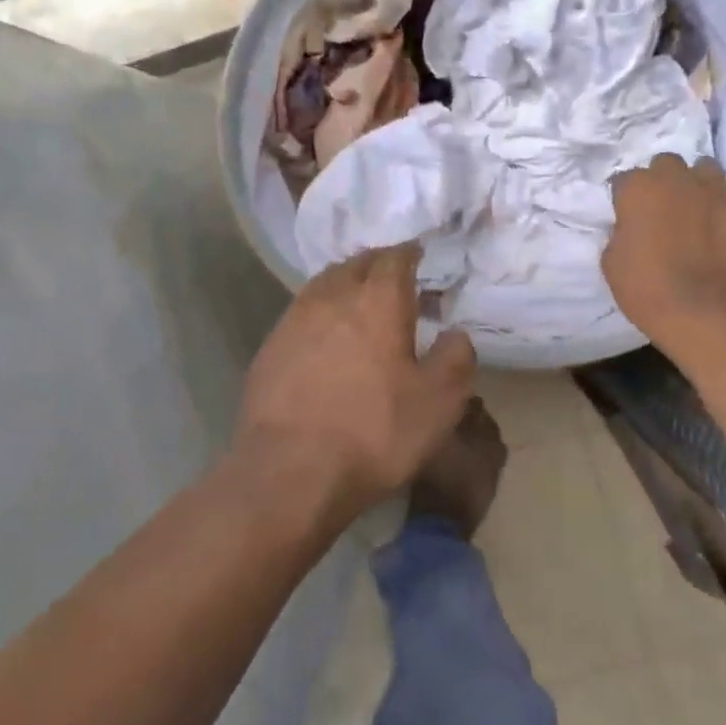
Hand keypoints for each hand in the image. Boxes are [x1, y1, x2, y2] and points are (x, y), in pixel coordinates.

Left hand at [234, 245, 476, 519]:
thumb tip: (455, 334)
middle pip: (356, 264)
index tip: (420, 257)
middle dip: (378, 266)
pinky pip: (301, 315)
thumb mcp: (440, 402)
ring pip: (324, 285)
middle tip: (396, 281)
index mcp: (377, 300)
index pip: (395, 257)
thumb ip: (456, 358)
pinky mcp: (269, 348)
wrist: (290, 471)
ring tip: (361, 305)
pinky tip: (327, 341)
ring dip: (346, 286)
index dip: (410, 254)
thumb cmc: (374, 431)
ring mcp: (293, 320)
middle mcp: (332, 297)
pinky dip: (321, 315)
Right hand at [604, 155, 725, 347]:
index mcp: (638, 188)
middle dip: (663, 179)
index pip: (625, 179)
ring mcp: (713, 191)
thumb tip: (631, 225)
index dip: (625, 197)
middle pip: (667, 163)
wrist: (692, 312)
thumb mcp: (611, 258)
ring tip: (697, 205)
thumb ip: (621, 230)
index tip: (626, 214)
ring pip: (707, 169)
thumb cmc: (641, 286)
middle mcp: (675, 179)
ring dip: (699, 183)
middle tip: (662, 205)